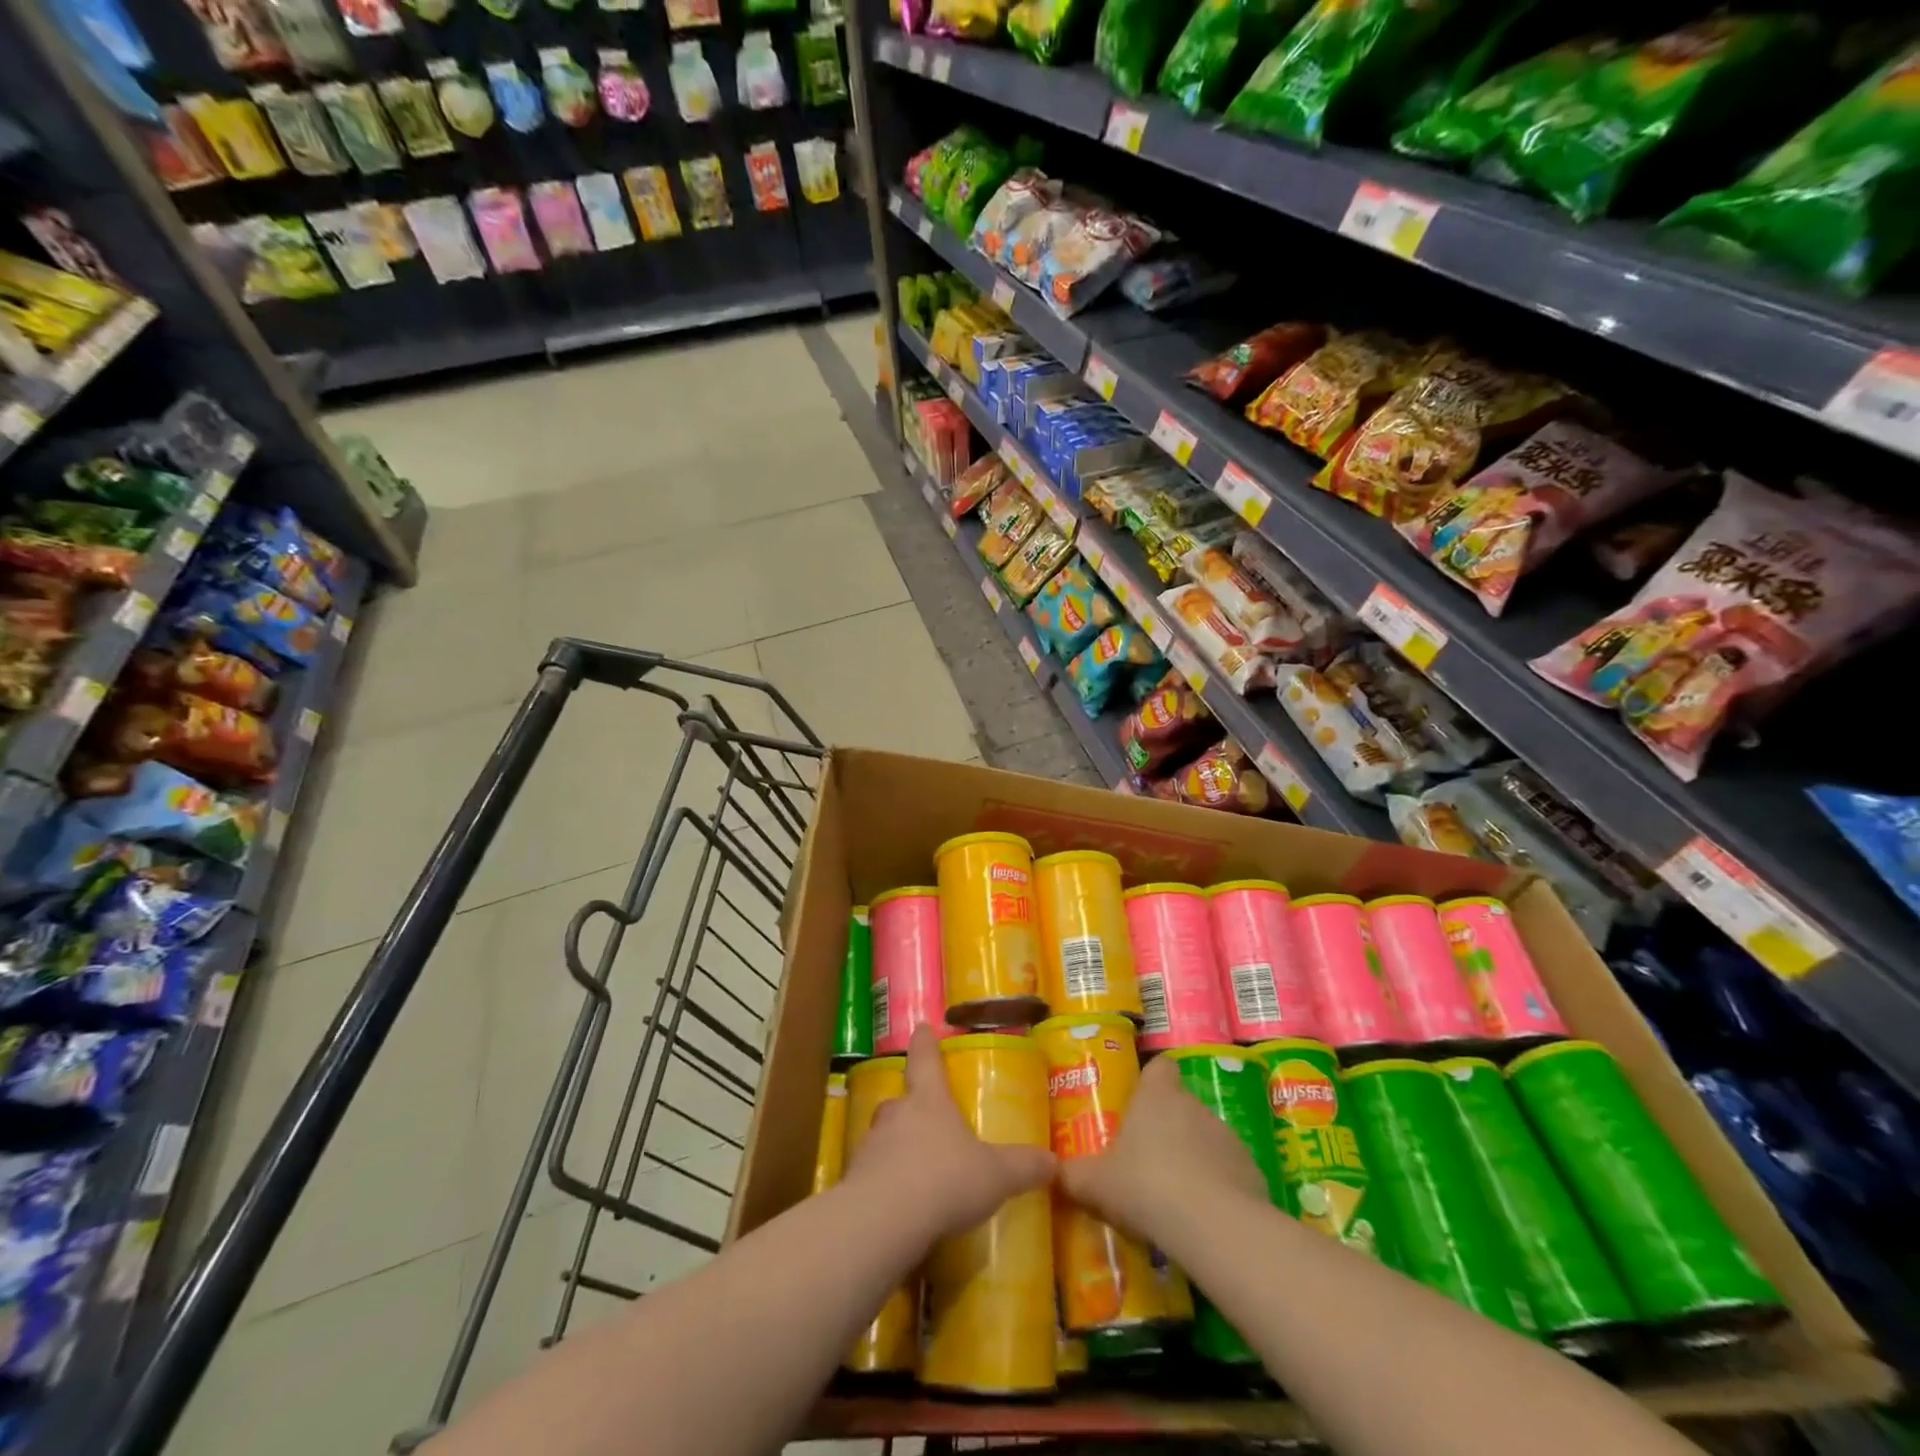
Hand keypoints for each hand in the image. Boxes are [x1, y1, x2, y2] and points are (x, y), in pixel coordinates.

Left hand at [844, 1025, 1055, 1241]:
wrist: (885, 1219)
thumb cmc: (945, 1179)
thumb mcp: (995, 1175)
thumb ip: (1022, 1167)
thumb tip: (1054, 1161)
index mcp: (930, 1101)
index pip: (926, 1060)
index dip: (925, 1043)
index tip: (921, 1027)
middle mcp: (897, 1114)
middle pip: (901, 1100)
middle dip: (910, 1105)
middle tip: (923, 1116)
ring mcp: (871, 1146)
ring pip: (884, 1136)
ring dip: (895, 1146)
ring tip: (914, 1168)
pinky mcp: (854, 1181)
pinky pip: (871, 1174)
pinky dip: (883, 1182)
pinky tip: (898, 1205)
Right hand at [1059, 1054, 1267, 1244]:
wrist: (1214, 1227)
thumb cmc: (1146, 1186)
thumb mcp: (1095, 1183)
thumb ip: (1073, 1174)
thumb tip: (1052, 1171)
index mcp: (1158, 1096)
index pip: (1160, 1067)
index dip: (1151, 1081)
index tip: (1139, 1103)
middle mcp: (1195, 1106)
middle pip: (1181, 1105)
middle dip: (1167, 1128)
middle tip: (1146, 1161)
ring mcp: (1228, 1137)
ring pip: (1206, 1139)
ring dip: (1193, 1159)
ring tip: (1174, 1197)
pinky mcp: (1252, 1172)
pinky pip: (1229, 1173)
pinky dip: (1218, 1189)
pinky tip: (1202, 1220)